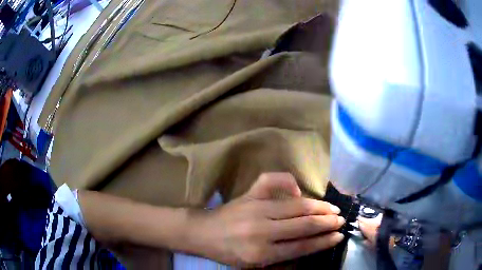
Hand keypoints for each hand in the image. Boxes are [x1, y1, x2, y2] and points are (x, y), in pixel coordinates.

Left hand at [189, 173, 345, 266]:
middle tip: (341, 220)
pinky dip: (289, 182)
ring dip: (318, 206)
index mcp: (261, 253)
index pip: (301, 247)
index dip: (324, 241)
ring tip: (333, 208)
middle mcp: (261, 231)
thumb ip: (282, 260)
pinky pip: (272, 181)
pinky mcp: (249, 194)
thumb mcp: (254, 266)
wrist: (203, 233)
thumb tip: (311, 246)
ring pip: (296, 205)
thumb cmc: (229, 253)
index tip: (339, 236)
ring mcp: (255, 208)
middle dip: (327, 222)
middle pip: (303, 225)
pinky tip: (298, 191)